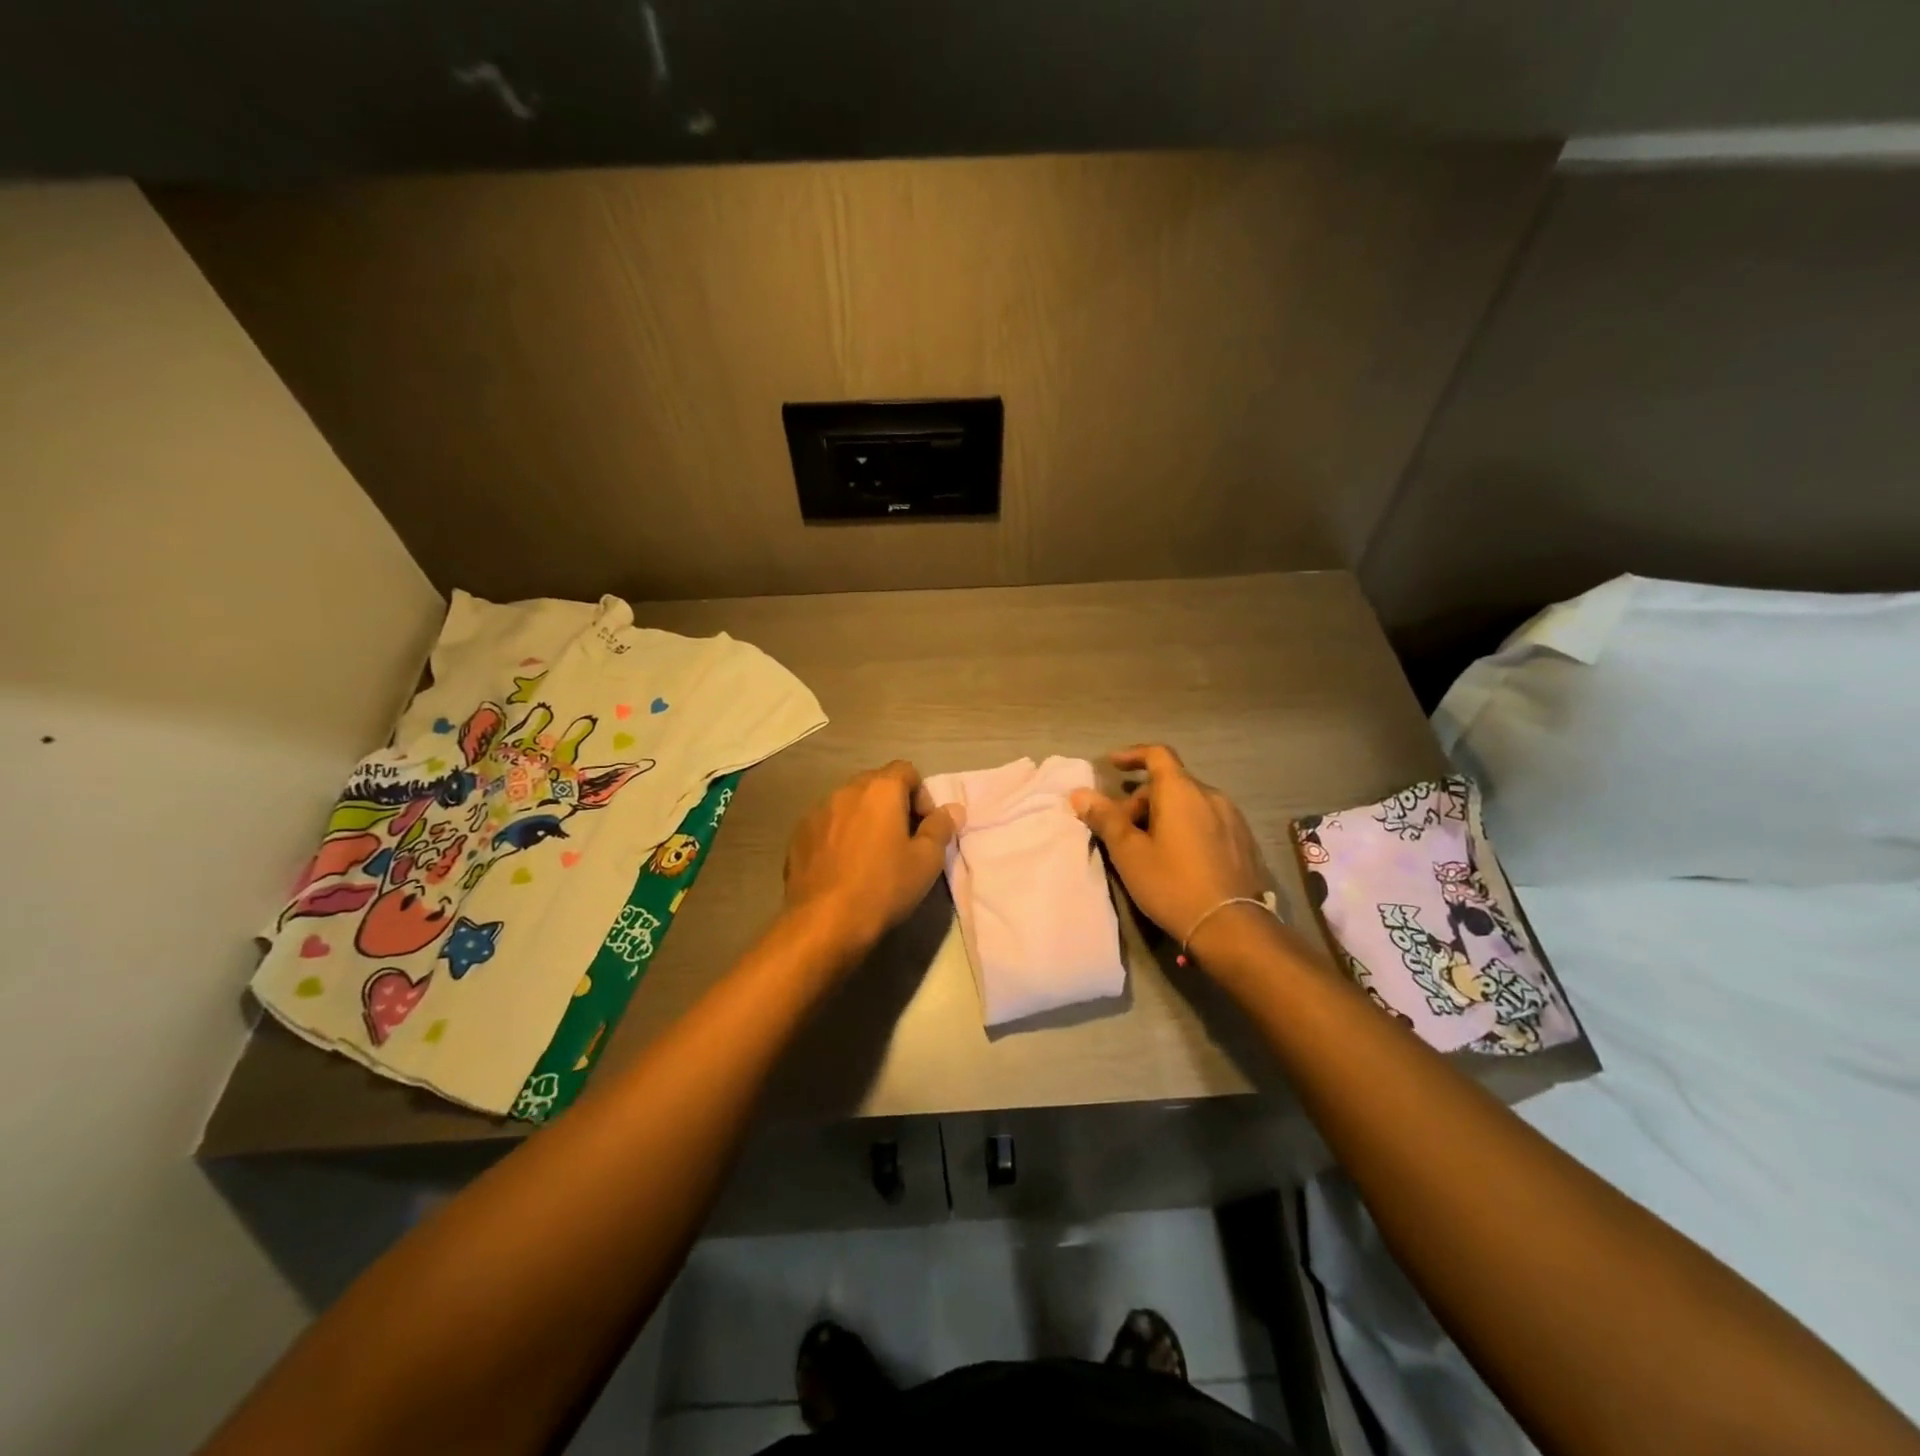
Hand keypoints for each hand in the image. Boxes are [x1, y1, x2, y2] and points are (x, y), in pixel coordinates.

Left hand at [782, 761, 958, 961]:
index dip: (921, 794)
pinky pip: (828, 824)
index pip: (906, 770)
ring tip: (870, 855)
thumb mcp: (926, 861)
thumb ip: (941, 827)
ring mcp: (817, 811)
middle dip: (892, 805)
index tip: (924, 827)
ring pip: (849, 804)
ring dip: (864, 819)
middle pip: (876, 784)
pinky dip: (840, 835)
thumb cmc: (883, 887)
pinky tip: (843, 866)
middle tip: (901, 841)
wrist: (824, 921)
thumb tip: (951, 809)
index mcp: (880, 790)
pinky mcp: (799, 834)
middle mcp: (846, 790)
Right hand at [1070, 745, 1271, 950]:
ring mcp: (1233, 818)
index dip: (1132, 755)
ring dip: (1165, 815)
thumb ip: (1105, 818)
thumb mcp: (1129, 853)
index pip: (1157, 754)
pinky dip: (1188, 827)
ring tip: (1149, 847)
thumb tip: (1080, 793)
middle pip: (1171, 783)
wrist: (1231, 926)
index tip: (1112, 765)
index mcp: (1181, 791)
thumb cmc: (1172, 884)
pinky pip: (1208, 821)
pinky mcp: (1244, 841)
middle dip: (1142, 800)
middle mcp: (1211, 795)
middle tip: (1122, 831)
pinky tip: (1180, 859)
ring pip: (1190, 803)